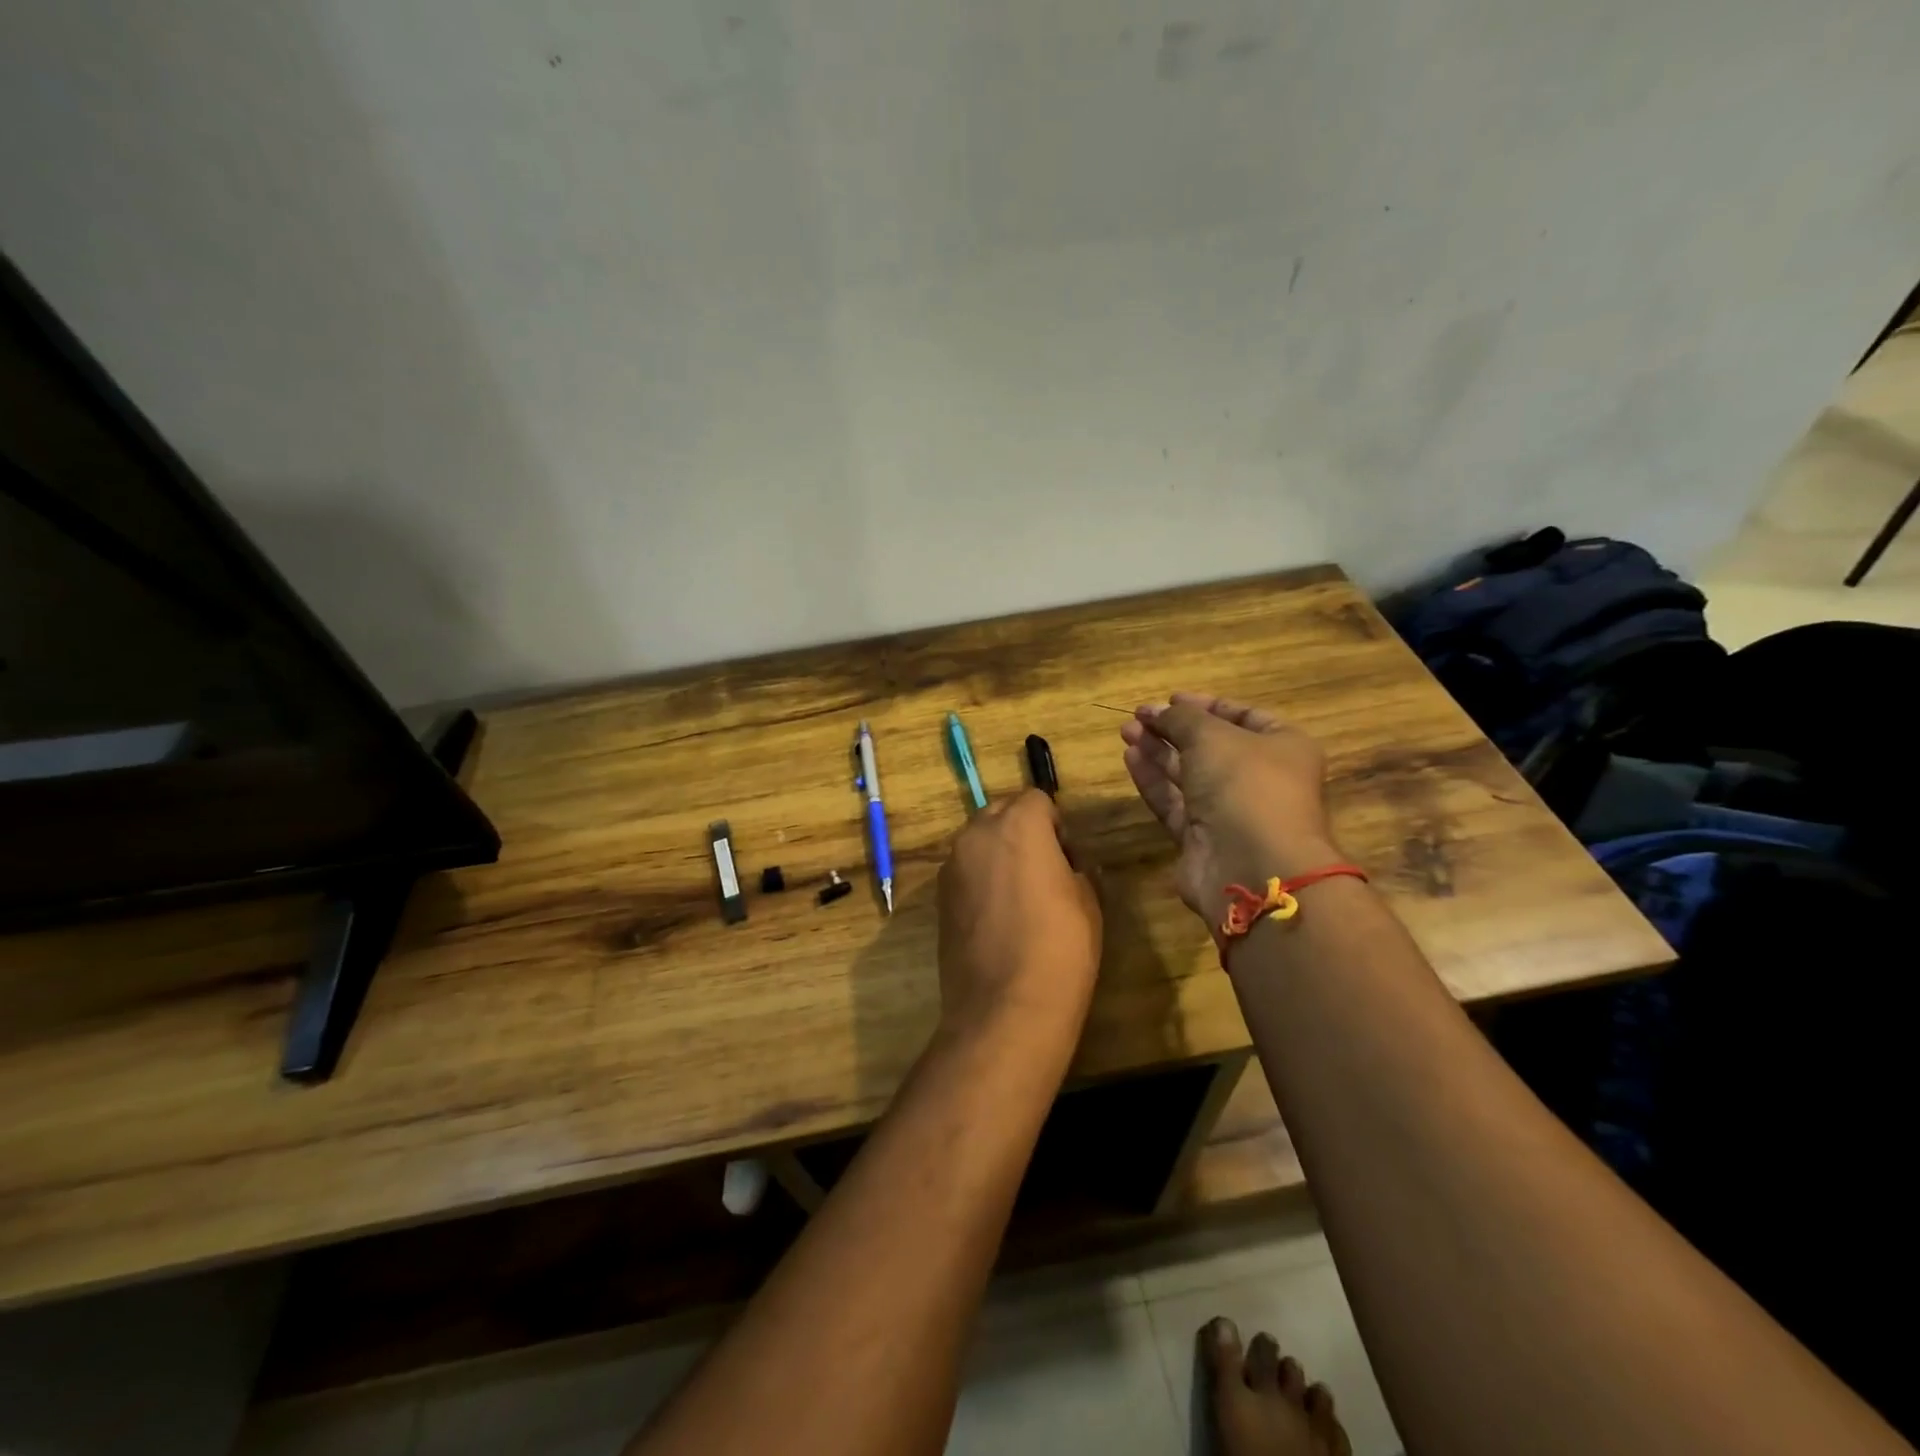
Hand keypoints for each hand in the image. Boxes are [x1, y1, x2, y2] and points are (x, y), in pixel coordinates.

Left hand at [936, 789, 1102, 1046]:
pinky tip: (997, 918)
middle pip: (1001, 812)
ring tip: (1019, 898)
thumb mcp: (1088, 901)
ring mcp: (951, 865)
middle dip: (1022, 831)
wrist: (1005, 1008)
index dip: (1055, 825)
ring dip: (998, 854)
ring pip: (978, 841)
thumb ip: (1076, 867)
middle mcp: (976, 834)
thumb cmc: (1060, 948)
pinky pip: (964, 871)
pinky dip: (980, 879)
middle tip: (1044, 872)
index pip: (1037, 798)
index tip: (1067, 859)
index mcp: (1018, 825)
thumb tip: (1068, 864)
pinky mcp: (938, 897)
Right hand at [1121, 692, 1338, 921]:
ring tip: (1126, 732)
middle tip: (1138, 716)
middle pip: (1212, 746)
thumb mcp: (1212, 736)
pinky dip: (1153, 781)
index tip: (1170, 699)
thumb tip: (1157, 710)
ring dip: (1158, 752)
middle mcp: (1260, 779)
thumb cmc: (1245, 784)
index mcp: (1283, 747)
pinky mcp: (1203, 838)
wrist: (1252, 865)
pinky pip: (1175, 803)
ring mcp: (1231, 812)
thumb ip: (1181, 718)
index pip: (1244, 717)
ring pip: (1189, 775)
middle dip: (1174, 729)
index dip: (1206, 706)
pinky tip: (1130, 758)